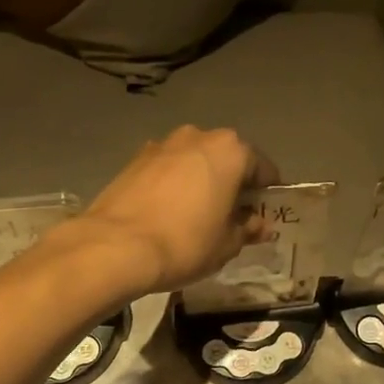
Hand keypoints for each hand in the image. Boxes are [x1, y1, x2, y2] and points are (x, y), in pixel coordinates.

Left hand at [71, 126, 280, 294]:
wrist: (116, 246)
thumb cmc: (186, 243)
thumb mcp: (227, 244)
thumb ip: (248, 229)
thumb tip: (261, 225)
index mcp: (231, 151)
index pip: (263, 169)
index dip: (267, 194)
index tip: (264, 215)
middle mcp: (199, 136)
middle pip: (227, 159)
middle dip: (233, 183)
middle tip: (232, 216)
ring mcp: (164, 144)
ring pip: (196, 161)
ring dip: (202, 180)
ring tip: (198, 214)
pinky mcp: (136, 158)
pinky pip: (169, 168)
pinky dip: (175, 184)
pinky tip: (170, 211)